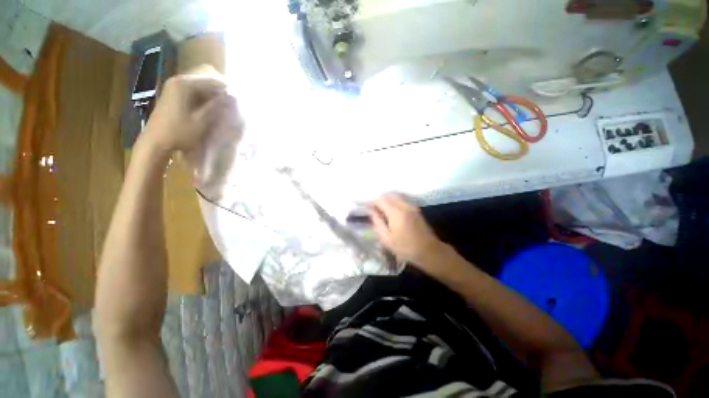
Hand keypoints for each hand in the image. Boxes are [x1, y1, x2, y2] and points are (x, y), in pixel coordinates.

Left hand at [142, 65, 231, 154]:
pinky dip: (204, 98)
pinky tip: (212, 107)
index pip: (211, 80)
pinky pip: (193, 92)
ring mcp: (173, 88)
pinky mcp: (172, 95)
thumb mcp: (202, 121)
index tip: (238, 99)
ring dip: (212, 95)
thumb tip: (229, 97)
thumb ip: (215, 107)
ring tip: (225, 106)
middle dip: (219, 91)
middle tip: (233, 103)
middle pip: (204, 82)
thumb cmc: (179, 132)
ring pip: (199, 87)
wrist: (156, 142)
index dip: (226, 89)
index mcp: (184, 84)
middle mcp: (177, 81)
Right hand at [369, 194, 450, 273]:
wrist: (429, 251)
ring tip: (379, 208)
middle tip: (371, 207)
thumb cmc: (405, 247)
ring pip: (396, 196)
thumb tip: (370, 210)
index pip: (380, 200)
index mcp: (396, 212)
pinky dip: (394, 201)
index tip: (364, 205)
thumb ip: (377, 222)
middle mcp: (404, 205)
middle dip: (378, 199)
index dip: (371, 201)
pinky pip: (402, 200)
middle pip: (389, 195)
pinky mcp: (415, 209)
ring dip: (386, 199)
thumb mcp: (386, 238)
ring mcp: (411, 206)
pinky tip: (390, 210)